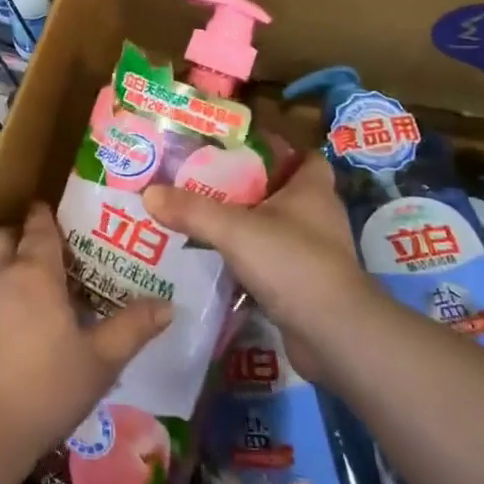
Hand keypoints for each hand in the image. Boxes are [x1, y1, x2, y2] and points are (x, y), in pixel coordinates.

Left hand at [0, 203, 171, 462]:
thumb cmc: (43, 390)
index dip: (44, 217)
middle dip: (14, 238)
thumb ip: (132, 329)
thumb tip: (167, 305)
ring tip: (10, 298)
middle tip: (33, 256)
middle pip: (0, 238)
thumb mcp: (99, 363)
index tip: (47, 211)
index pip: (39, 229)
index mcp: (34, 274)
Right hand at [145, 154, 375, 385]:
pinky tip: (217, 261)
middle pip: (282, 191)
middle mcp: (318, 216)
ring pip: (275, 228)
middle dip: (248, 187)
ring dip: (246, 225)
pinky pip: (272, 262)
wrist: (334, 335)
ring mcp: (314, 253)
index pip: (302, 156)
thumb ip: (192, 209)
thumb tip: (149, 192)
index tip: (237, 149)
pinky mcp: (305, 285)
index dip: (275, 149)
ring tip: (202, 219)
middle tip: (205, 182)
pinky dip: (249, 260)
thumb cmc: (292, 262)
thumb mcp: (234, 229)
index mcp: (312, 189)